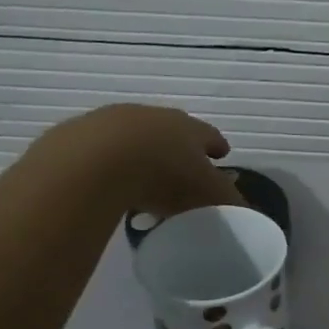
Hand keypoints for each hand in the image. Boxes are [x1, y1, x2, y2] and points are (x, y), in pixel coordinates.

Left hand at [37, 104, 239, 219]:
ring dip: (144, 153)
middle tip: (183, 168)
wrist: (95, 162)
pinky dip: (112, 162)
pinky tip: (111, 182)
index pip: (210, 135)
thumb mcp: (207, 194)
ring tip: (144, 180)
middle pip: (173, 130)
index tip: (222, 155)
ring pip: (137, 136)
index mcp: (189, 128)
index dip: (217, 147)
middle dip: (180, 147)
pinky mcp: (81, 133)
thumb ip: (229, 202)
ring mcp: (114, 121)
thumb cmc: (164, 175)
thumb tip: (248, 212)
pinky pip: (104, 149)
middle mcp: (155, 116)